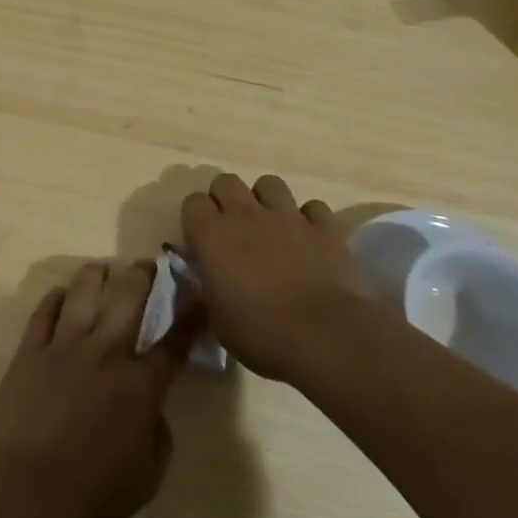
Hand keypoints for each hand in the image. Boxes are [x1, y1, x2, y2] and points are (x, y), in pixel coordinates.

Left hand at [0, 260, 189, 517]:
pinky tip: (61, 292)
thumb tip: (151, 409)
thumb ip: (157, 434)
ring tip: (103, 267)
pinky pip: (44, 312)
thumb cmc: (94, 494)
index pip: (173, 343)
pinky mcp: (31, 350)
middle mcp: (106, 352)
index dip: (190, 316)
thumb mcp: (148, 476)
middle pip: (128, 298)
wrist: (27, 492)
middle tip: (148, 264)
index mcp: (140, 385)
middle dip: (143, 275)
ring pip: (84, 292)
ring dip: (98, 274)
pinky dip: (55, 298)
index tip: (197, 294)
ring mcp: (65, 346)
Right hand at [179, 173, 364, 383]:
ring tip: (271, 225)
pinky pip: (313, 208)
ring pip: (269, 183)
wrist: (324, 336)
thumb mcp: (218, 321)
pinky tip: (309, 239)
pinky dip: (309, 219)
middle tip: (232, 229)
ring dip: (266, 200)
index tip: (202, 241)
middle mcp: (245, 215)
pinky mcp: (324, 227)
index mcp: (212, 235)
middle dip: (226, 198)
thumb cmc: (260, 333)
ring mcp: (287, 216)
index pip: (193, 202)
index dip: (197, 218)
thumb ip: (210, 291)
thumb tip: (211, 283)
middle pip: (226, 182)